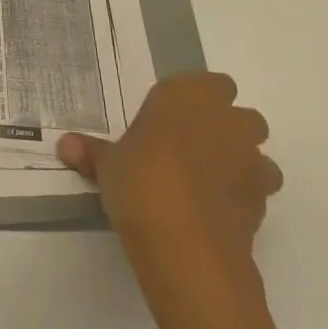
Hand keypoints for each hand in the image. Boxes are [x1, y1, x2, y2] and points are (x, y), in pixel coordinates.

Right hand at [58, 73, 280, 296]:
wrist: (186, 246)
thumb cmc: (141, 181)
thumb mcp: (108, 164)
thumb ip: (93, 152)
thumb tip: (64, 145)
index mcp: (188, 96)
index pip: (208, 82)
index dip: (195, 100)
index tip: (173, 119)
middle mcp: (225, 119)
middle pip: (241, 114)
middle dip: (225, 128)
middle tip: (190, 149)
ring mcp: (249, 160)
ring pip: (256, 152)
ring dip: (240, 162)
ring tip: (207, 183)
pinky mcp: (262, 202)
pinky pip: (257, 191)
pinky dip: (243, 197)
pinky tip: (216, 212)